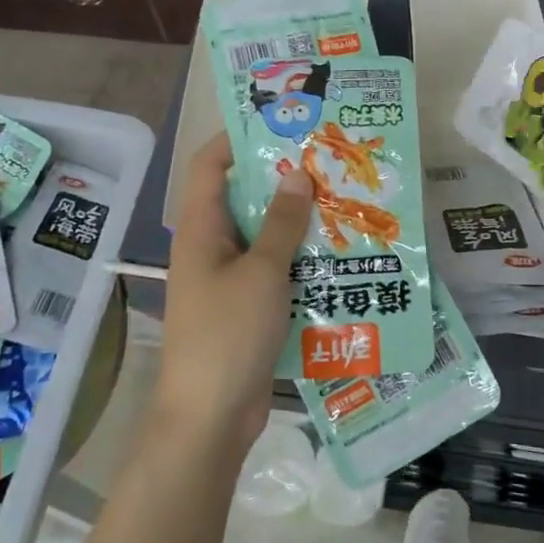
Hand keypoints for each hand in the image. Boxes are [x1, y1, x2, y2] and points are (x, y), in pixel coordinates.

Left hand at [157, 134, 312, 455]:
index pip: (208, 166)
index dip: (236, 139)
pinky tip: (336, 256)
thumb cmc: (228, 334)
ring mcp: (227, 280)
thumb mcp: (262, 272)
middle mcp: (211, 248)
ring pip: (263, 236)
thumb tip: (297, 174)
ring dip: (297, 222)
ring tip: (342, 203)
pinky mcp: (246, 308)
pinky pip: (274, 270)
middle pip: (242, 198)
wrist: (210, 417)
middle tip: (328, 164)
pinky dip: (299, 259)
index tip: (280, 125)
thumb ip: (281, 223)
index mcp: (201, 230)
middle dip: (281, 180)